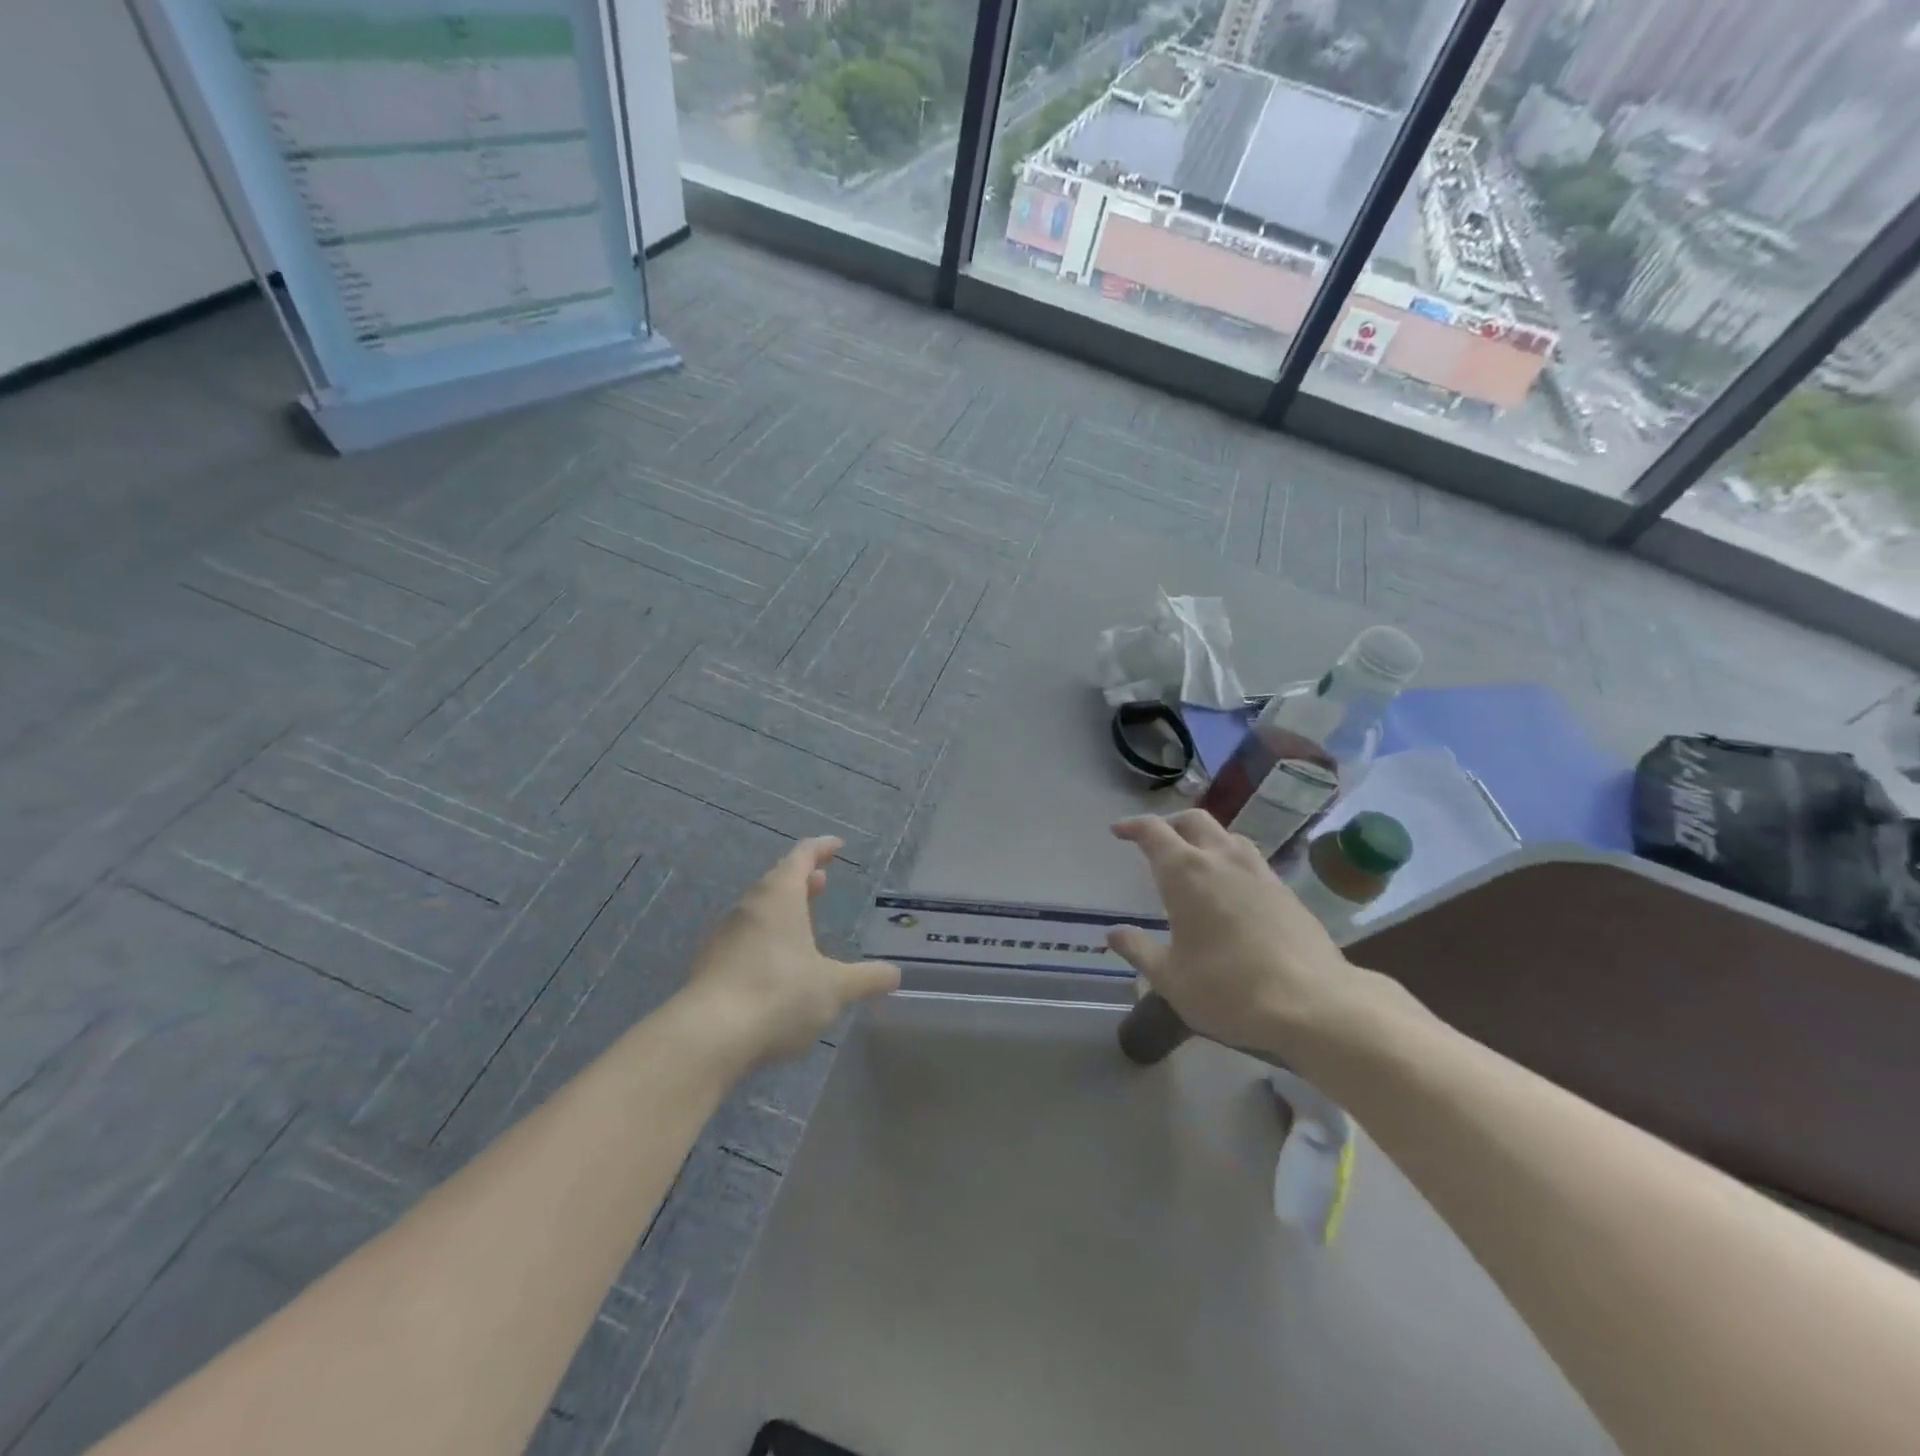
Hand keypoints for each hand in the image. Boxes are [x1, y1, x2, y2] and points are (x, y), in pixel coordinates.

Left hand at [681, 836, 899, 1065]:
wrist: (707, 1036)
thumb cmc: (778, 994)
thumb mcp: (834, 988)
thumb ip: (866, 978)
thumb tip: (894, 974)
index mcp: (779, 897)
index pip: (801, 856)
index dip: (821, 848)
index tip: (836, 845)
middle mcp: (748, 907)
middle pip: (776, 880)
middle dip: (801, 879)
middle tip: (822, 881)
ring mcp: (724, 935)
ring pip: (758, 909)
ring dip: (782, 908)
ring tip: (803, 921)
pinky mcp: (710, 964)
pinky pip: (744, 937)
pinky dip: (765, 936)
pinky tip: (777, 962)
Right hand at [1106, 811, 1379, 1058]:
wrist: (1314, 1004)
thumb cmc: (1228, 989)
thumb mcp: (1170, 978)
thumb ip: (1138, 950)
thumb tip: (1113, 933)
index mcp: (1186, 872)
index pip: (1153, 831)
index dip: (1133, 826)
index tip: (1119, 831)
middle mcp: (1222, 860)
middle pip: (1193, 820)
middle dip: (1170, 824)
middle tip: (1156, 841)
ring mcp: (1259, 872)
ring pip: (1228, 836)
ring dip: (1205, 839)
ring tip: (1195, 861)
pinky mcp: (1287, 891)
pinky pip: (1252, 861)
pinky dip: (1232, 862)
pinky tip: (1232, 891)